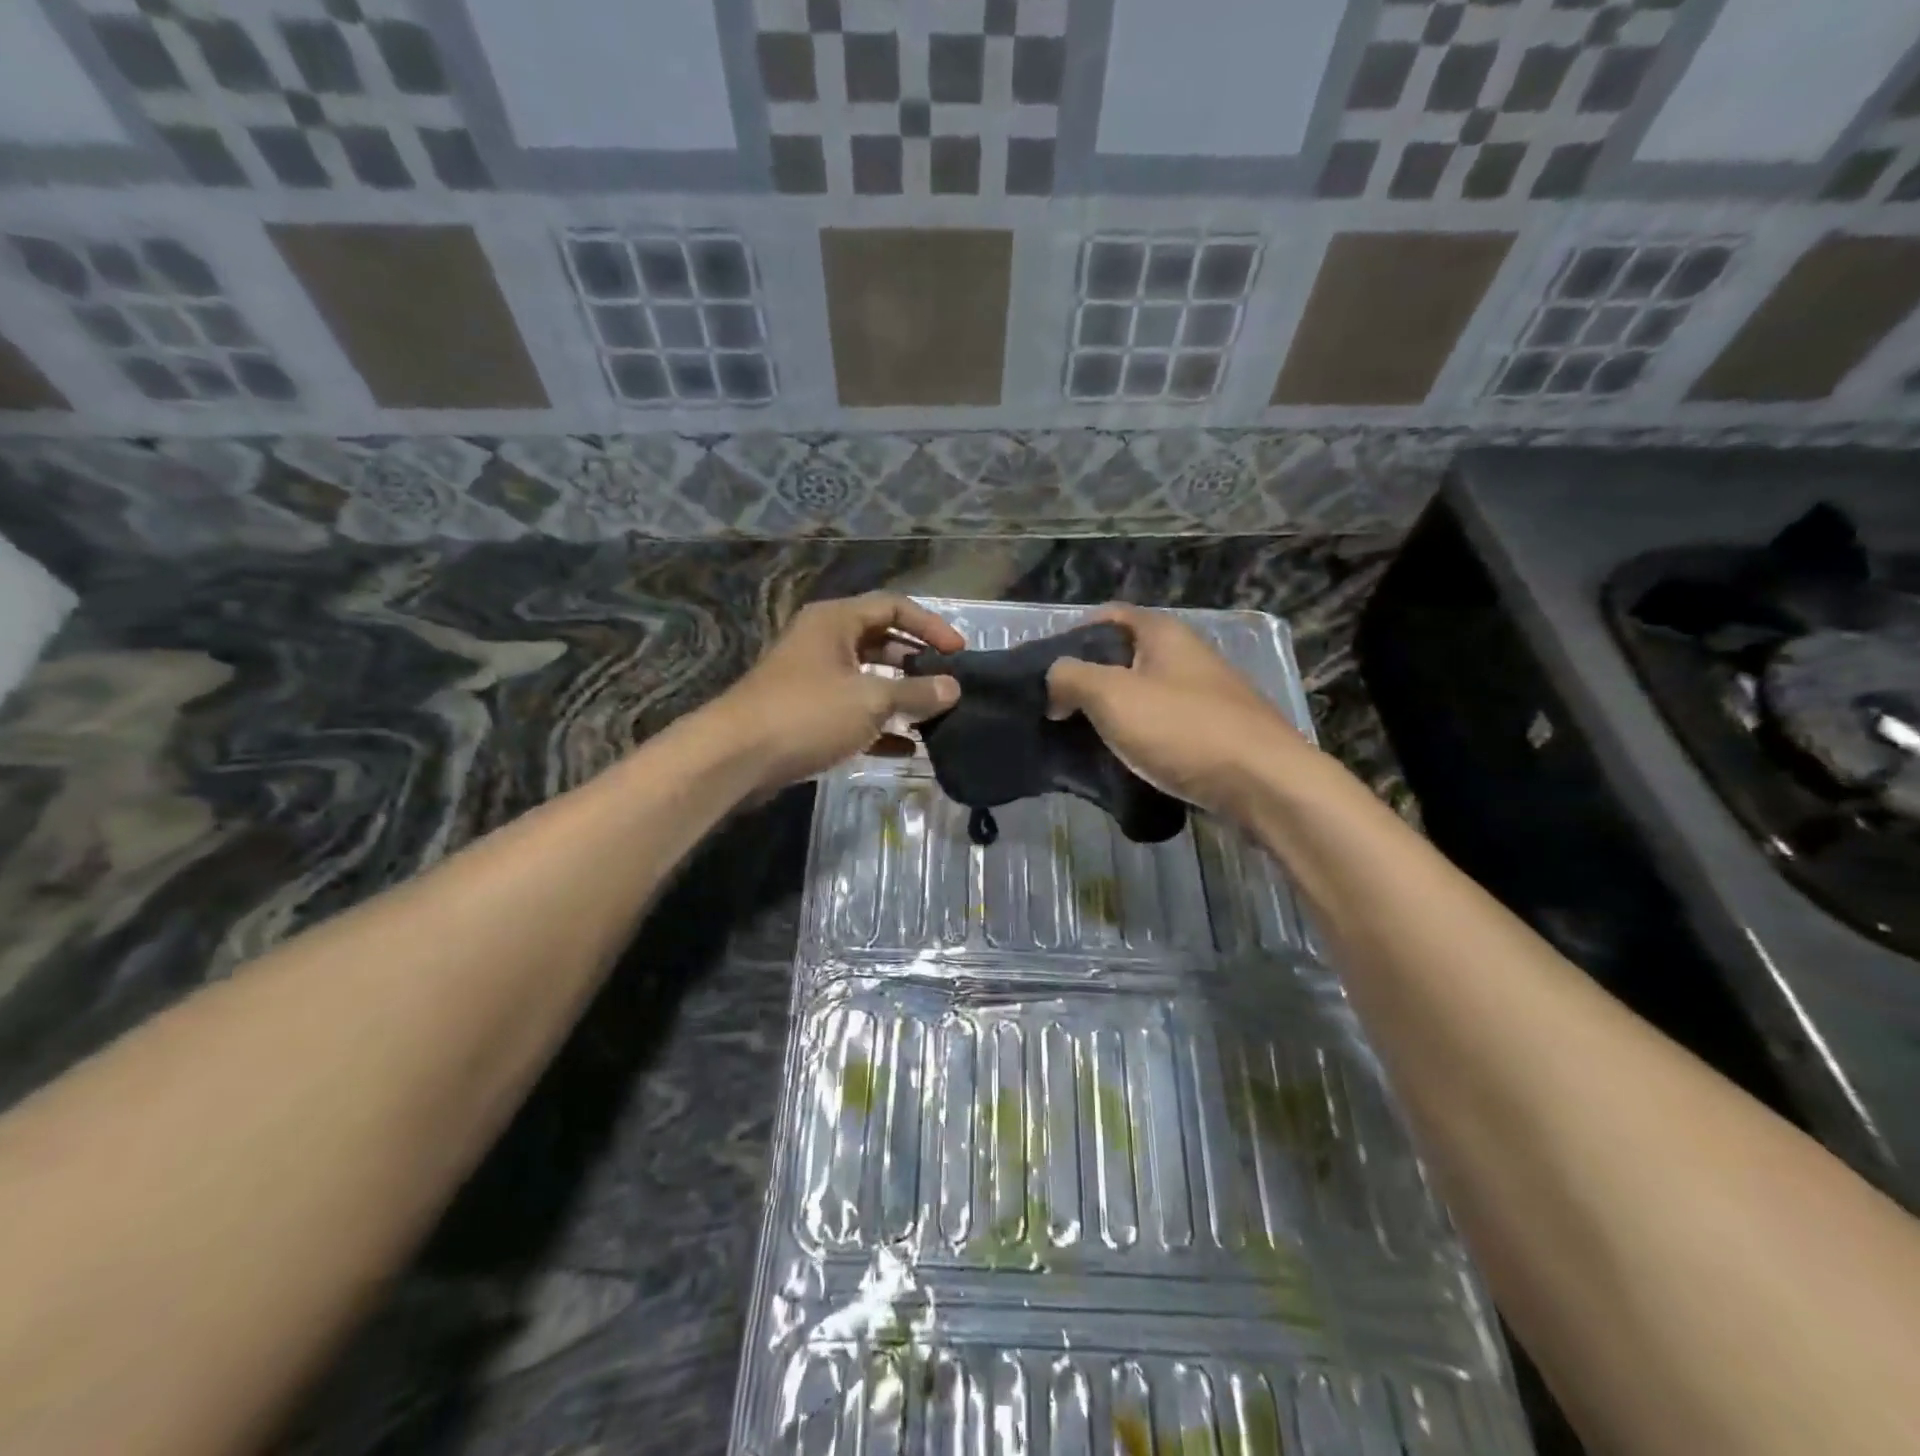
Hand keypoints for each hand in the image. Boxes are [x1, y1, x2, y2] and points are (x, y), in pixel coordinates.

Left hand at [710, 593, 962, 790]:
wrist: (737, 757)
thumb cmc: (807, 713)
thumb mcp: (870, 699)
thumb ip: (916, 692)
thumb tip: (953, 688)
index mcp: (835, 622)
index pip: (893, 607)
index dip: (930, 625)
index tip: (959, 652)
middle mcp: (824, 643)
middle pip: (881, 642)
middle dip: (916, 662)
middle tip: (947, 684)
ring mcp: (813, 680)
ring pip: (868, 680)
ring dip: (900, 697)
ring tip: (934, 716)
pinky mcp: (807, 715)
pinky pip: (853, 714)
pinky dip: (879, 727)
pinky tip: (907, 748)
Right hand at [1047, 603, 1311, 816]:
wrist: (1265, 784)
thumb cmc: (1183, 729)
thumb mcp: (1112, 695)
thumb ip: (1070, 678)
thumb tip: (1054, 687)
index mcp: (1163, 634)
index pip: (1107, 617)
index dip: (1071, 636)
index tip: (1044, 672)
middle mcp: (1186, 656)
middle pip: (1123, 658)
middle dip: (1087, 681)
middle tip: (1054, 710)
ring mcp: (1204, 696)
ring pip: (1142, 696)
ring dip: (1110, 714)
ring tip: (1079, 741)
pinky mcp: (1213, 734)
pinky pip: (1162, 727)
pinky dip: (1137, 739)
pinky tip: (1120, 762)